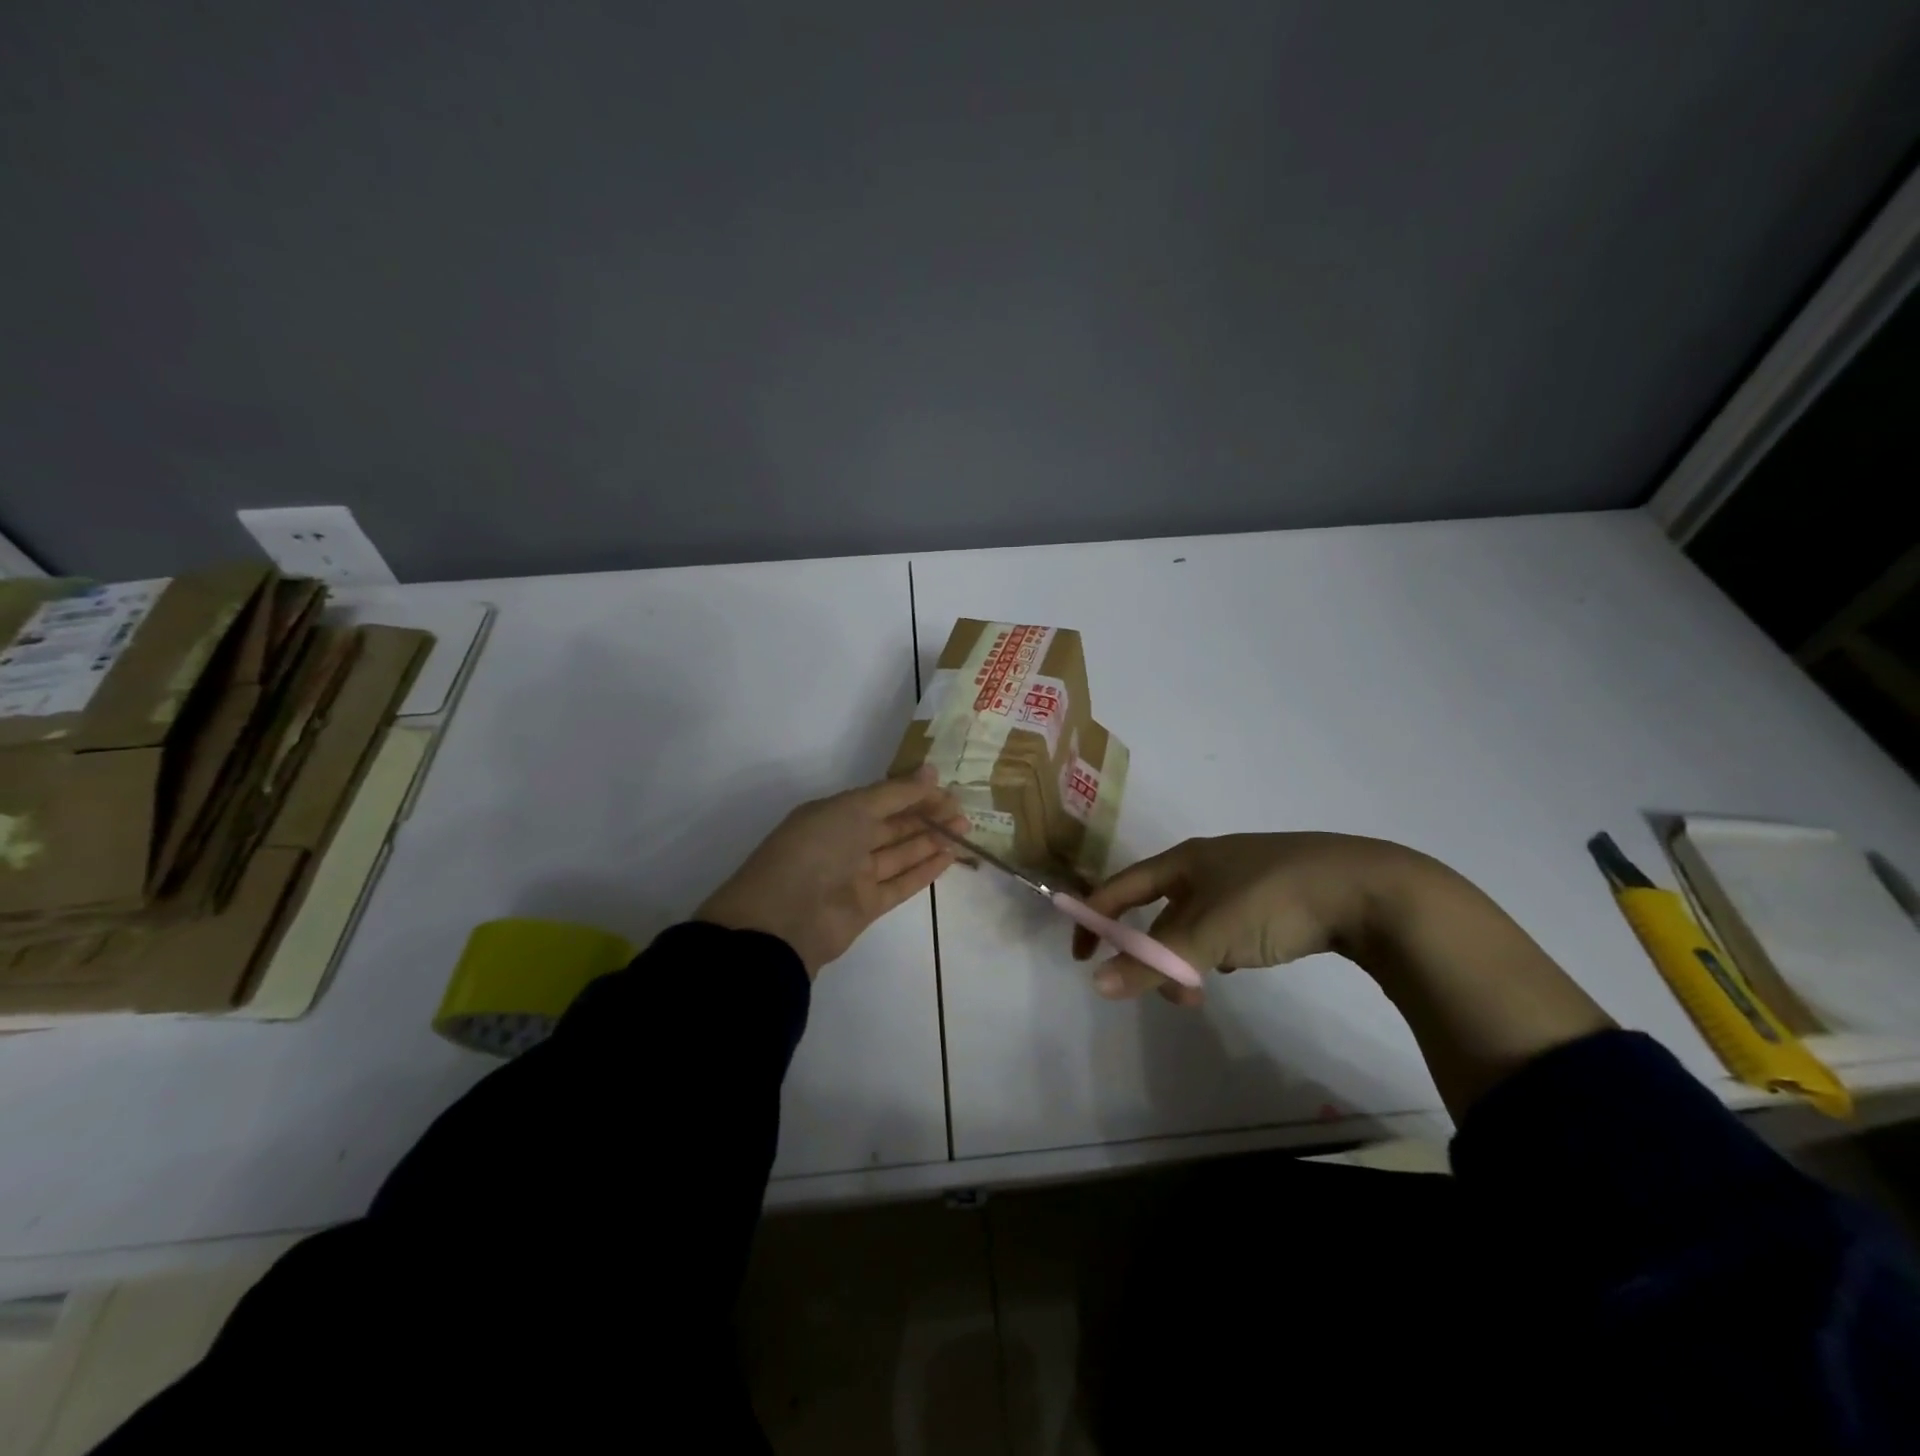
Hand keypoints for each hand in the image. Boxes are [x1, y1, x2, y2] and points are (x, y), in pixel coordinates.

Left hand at [696, 773, 969, 976]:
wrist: (784, 919)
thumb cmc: (816, 850)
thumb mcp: (854, 809)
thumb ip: (895, 793)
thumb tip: (932, 770)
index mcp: (835, 814)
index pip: (883, 799)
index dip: (915, 794)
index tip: (948, 791)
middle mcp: (845, 842)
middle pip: (894, 826)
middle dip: (928, 817)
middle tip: (963, 813)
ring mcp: (855, 876)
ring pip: (900, 854)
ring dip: (931, 841)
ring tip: (963, 832)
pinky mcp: (866, 906)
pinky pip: (900, 884)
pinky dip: (923, 871)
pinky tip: (948, 858)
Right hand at [1071, 833, 1428, 1004]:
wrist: (1370, 890)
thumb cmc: (1275, 899)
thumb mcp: (1209, 934)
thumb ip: (1154, 961)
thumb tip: (1097, 985)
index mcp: (1185, 860)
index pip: (1121, 886)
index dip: (1096, 917)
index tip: (1082, 957)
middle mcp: (1208, 864)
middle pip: (1159, 911)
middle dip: (1152, 953)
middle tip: (1166, 991)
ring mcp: (1244, 880)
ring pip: (1195, 924)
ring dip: (1187, 959)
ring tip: (1203, 991)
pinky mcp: (1276, 899)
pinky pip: (1226, 928)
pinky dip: (1219, 951)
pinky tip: (1239, 966)